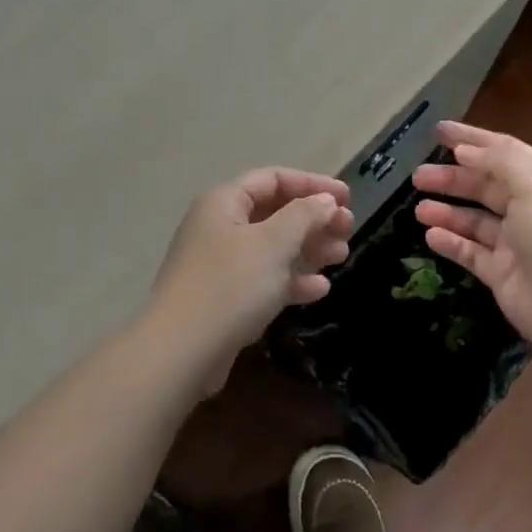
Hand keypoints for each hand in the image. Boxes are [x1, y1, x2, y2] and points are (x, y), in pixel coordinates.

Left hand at [143, 168, 352, 393]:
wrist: (182, 351)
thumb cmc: (231, 285)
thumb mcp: (274, 243)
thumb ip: (304, 215)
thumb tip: (325, 201)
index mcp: (224, 202)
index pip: (273, 179)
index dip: (312, 184)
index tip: (348, 198)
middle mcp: (219, 226)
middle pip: (274, 213)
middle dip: (313, 219)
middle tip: (349, 229)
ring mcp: (220, 264)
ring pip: (271, 247)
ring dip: (308, 249)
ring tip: (342, 255)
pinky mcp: (224, 297)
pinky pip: (263, 278)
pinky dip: (291, 279)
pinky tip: (320, 289)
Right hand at [413, 121, 531, 356]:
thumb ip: (499, 162)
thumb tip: (465, 150)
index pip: (503, 152)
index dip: (472, 140)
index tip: (438, 131)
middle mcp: (531, 209)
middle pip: (485, 186)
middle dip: (452, 177)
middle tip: (418, 175)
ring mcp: (516, 245)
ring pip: (475, 220)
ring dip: (447, 212)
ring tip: (419, 209)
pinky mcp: (503, 275)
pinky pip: (472, 253)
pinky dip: (451, 243)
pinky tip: (430, 236)